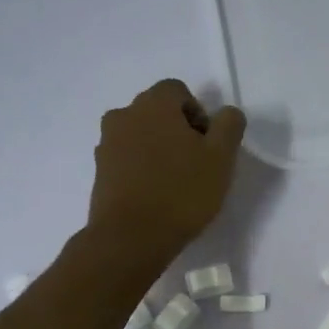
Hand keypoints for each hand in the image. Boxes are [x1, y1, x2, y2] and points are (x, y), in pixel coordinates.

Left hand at [88, 80, 246, 264]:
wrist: (131, 238)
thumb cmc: (181, 192)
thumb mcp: (221, 158)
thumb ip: (229, 126)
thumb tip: (227, 113)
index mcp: (153, 104)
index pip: (178, 91)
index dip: (199, 114)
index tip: (208, 146)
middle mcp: (124, 115)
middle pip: (157, 112)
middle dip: (178, 131)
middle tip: (196, 165)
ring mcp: (106, 143)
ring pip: (140, 136)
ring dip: (158, 150)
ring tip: (175, 183)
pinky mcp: (99, 171)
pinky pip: (127, 159)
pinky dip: (142, 169)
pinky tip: (156, 195)